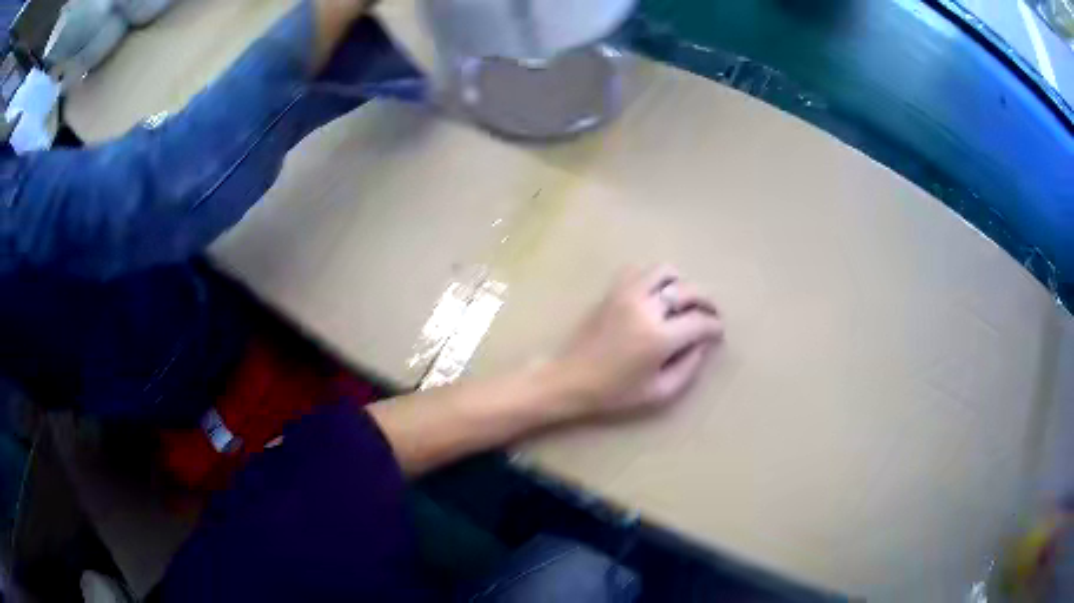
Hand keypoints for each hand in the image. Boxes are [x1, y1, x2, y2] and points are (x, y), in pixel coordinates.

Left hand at [553, 265, 723, 418]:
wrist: (570, 379)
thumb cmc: (615, 393)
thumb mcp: (659, 392)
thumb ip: (688, 367)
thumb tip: (704, 343)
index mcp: (659, 338)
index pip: (700, 321)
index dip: (715, 326)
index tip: (718, 332)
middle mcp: (646, 308)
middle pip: (689, 290)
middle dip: (707, 301)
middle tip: (710, 314)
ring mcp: (627, 294)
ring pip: (665, 271)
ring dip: (681, 283)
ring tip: (683, 301)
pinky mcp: (612, 291)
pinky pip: (639, 270)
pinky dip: (654, 278)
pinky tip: (656, 295)